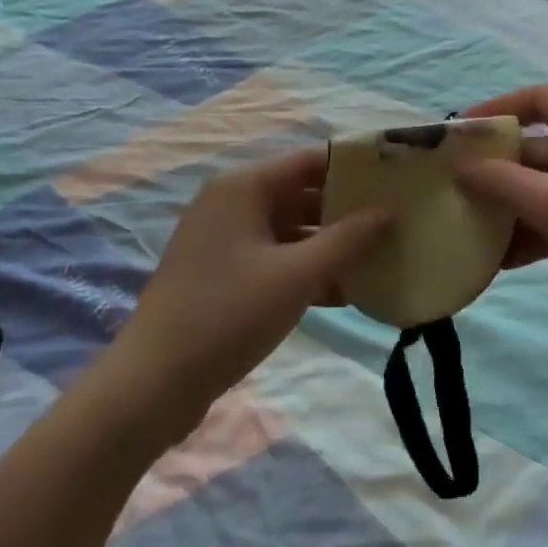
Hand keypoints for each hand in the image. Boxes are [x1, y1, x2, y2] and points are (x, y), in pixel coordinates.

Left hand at [111, 149, 392, 437]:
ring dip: (330, 243)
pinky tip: (347, 291)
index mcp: (244, 187)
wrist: (151, 386)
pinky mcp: (223, 274)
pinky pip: (275, 257)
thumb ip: (347, 239)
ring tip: (380, 256)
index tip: (396, 178)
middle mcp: (232, 202)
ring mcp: (225, 240)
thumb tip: (389, 211)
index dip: (354, 166)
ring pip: (291, 228)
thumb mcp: (296, 276)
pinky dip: (306, 269)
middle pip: (302, 192)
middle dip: (347, 209)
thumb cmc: (227, 315)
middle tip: (396, 221)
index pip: (310, 160)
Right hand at [455, 85, 547, 374]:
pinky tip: (508, 258)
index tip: (462, 132)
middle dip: (503, 170)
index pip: (541, 97)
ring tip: (477, 230)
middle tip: (461, 189)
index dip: (498, 109)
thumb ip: (501, 181)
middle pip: (545, 143)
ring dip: (518, 205)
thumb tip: (461, 166)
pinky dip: (543, 227)